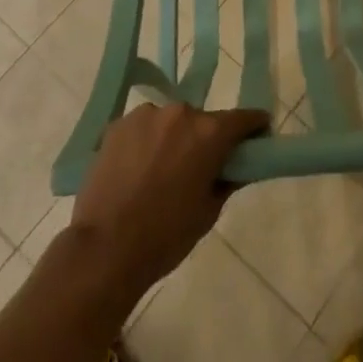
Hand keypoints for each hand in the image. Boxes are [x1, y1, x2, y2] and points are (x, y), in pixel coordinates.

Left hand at [69, 101, 269, 297]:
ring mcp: (146, 114)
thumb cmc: (165, 236)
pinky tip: (135, 171)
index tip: (257, 138)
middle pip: (203, 120)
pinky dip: (146, 142)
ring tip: (159, 173)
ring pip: (170, 122)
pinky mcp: (118, 124)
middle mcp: (180, 112)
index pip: (243, 118)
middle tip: (198, 169)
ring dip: (173, 139)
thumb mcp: (208, 212)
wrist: (104, 249)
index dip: (254, 128)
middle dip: (206, 139)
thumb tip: (237, 165)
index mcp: (209, 132)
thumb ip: (228, 180)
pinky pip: (143, 128)